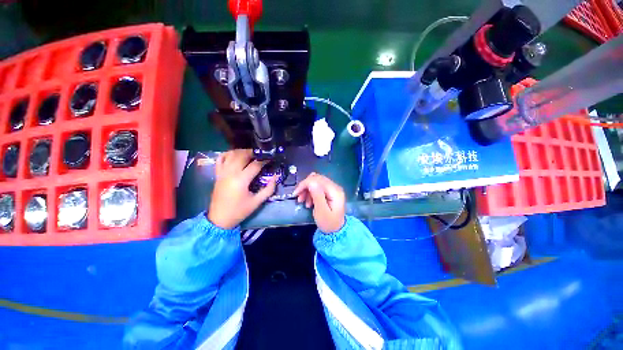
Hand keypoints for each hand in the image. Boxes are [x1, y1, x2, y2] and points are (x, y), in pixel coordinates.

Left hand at [208, 149, 276, 228]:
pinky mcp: (217, 174)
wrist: (219, 219)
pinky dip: (228, 154)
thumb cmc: (239, 211)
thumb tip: (275, 177)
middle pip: (242, 155)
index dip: (265, 160)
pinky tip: (235, 155)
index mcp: (241, 180)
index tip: (271, 159)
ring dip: (242, 151)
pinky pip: (220, 159)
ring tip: (251, 154)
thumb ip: (268, 189)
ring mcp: (222, 172)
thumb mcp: (257, 202)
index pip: (255, 165)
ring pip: (231, 154)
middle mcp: (230, 173)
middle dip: (253, 152)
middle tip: (262, 155)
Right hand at [293, 173, 345, 232]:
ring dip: (307, 190)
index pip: (318, 180)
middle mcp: (335, 186)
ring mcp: (333, 188)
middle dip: (305, 186)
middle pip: (317, 179)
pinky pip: (317, 186)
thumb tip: (311, 182)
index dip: (305, 184)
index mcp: (335, 191)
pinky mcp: (329, 191)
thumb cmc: (328, 223)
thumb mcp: (321, 212)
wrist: (336, 230)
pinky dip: (310, 192)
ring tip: (303, 201)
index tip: (296, 193)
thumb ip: (317, 196)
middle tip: (299, 198)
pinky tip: (308, 201)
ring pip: (316, 181)